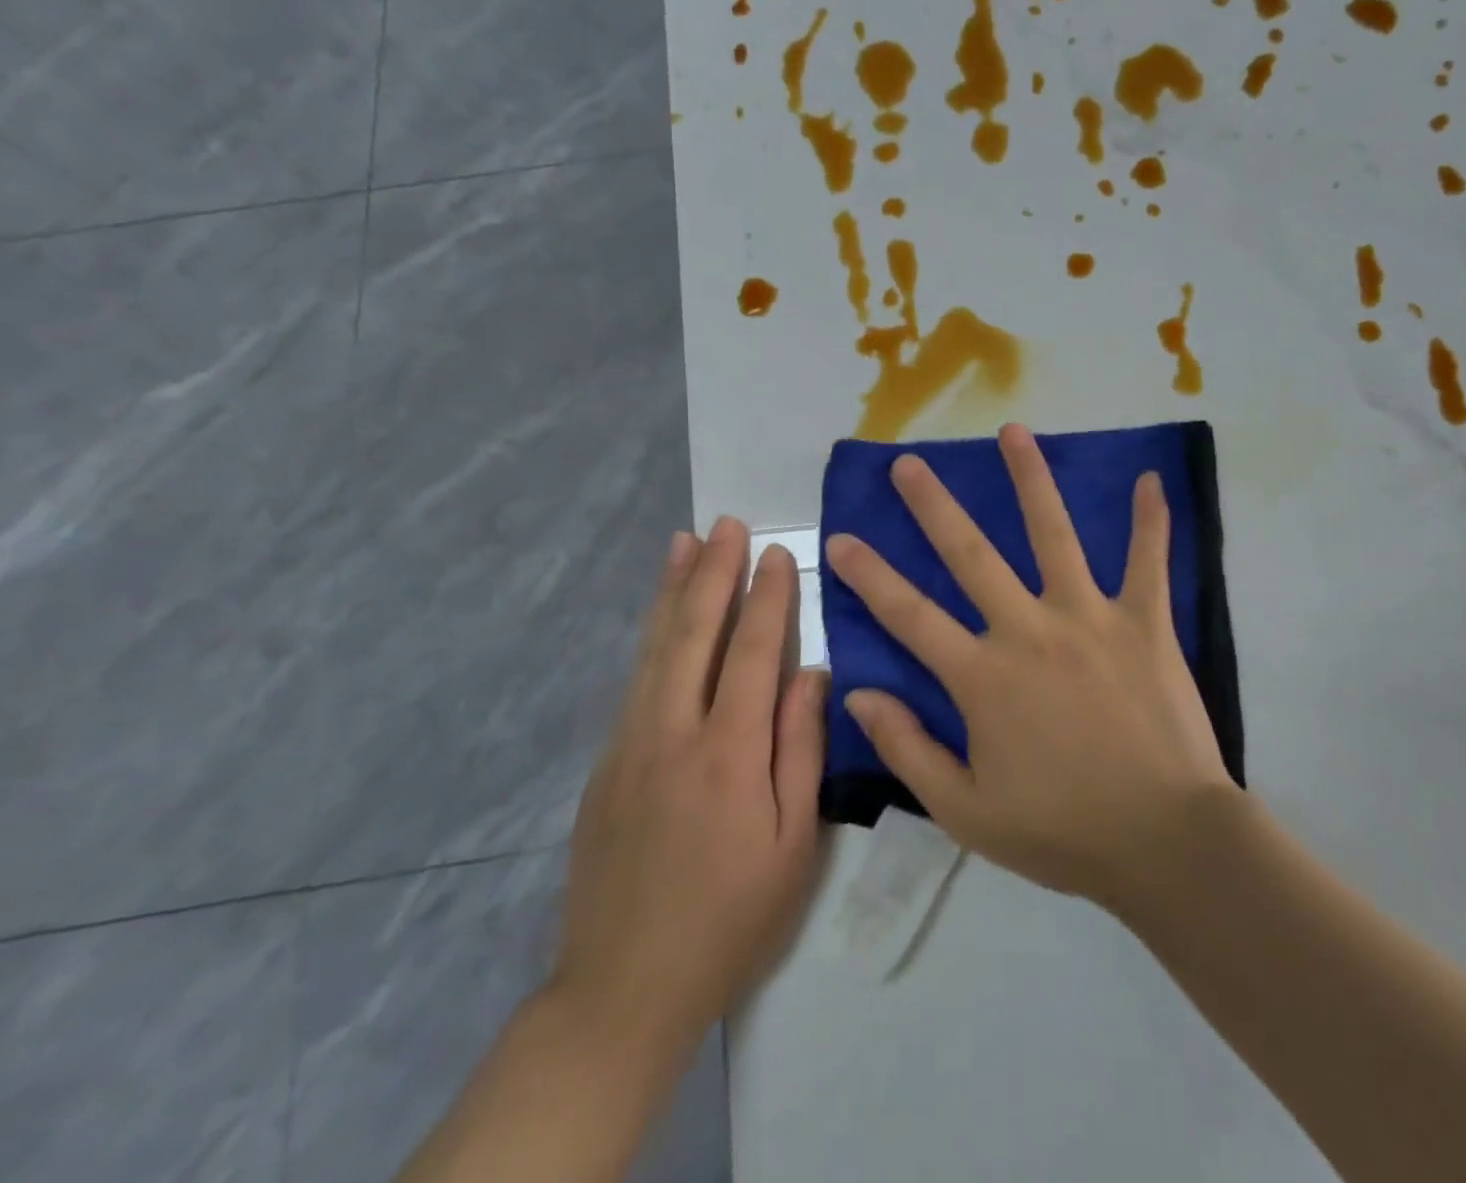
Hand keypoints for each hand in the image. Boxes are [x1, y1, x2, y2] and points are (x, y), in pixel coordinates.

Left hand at [548, 519, 824, 1052]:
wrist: (623, 988)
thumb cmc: (731, 918)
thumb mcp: (794, 844)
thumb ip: (801, 750)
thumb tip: (810, 675)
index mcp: (728, 753)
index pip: (751, 652)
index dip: (767, 599)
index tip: (776, 553)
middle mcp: (672, 734)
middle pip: (694, 634)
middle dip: (712, 573)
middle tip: (725, 524)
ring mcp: (630, 746)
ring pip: (654, 649)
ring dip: (672, 591)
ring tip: (682, 543)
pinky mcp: (606, 765)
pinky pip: (635, 681)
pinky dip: (650, 636)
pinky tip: (660, 618)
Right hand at [824, 424, 1233, 907]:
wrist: (1164, 842)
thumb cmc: (1062, 830)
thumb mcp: (966, 811)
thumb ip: (908, 749)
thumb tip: (859, 694)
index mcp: (983, 676)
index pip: (909, 615)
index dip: (869, 576)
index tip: (840, 538)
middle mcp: (1029, 629)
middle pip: (971, 554)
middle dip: (933, 505)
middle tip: (908, 462)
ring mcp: (1090, 618)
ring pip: (1054, 535)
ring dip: (1030, 480)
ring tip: (1012, 432)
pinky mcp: (1145, 623)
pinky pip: (1148, 562)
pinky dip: (1151, 521)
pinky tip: (1150, 479)